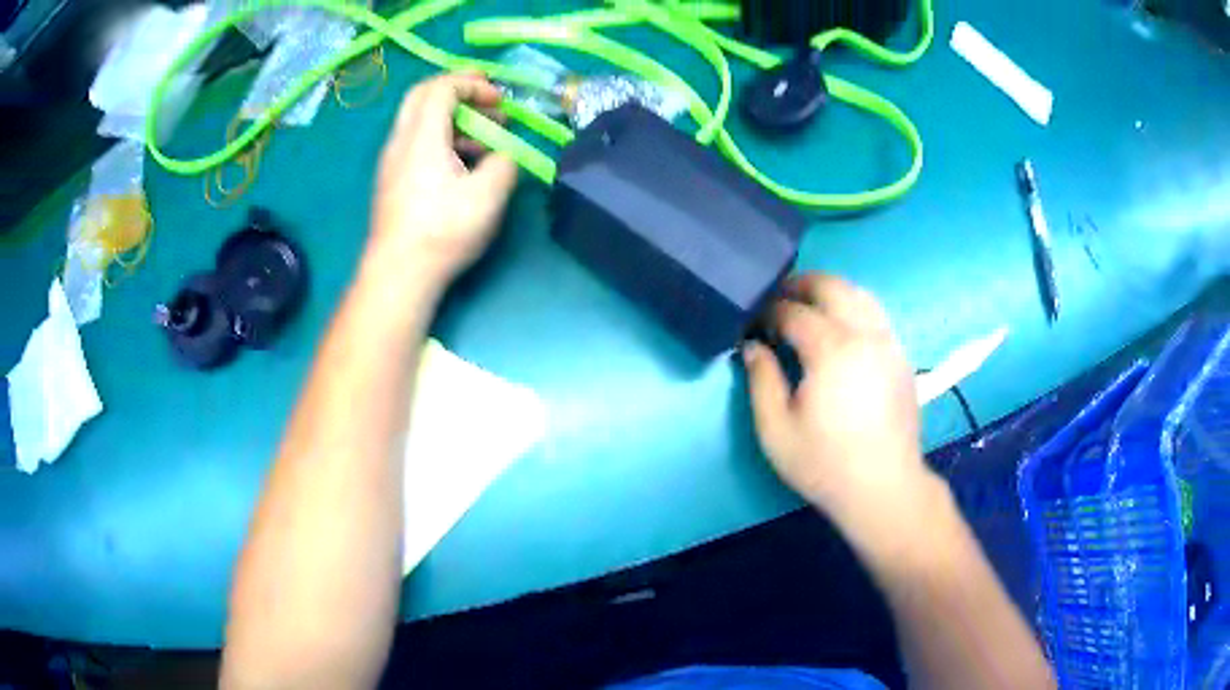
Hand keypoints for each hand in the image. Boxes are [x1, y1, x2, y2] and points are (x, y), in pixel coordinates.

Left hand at [367, 72, 518, 285]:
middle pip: (422, 95)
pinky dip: (442, 138)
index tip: (499, 100)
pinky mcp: (392, 182)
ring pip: (419, 120)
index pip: (442, 88)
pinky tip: (463, 165)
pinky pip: (416, 143)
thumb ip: (504, 164)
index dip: (473, 84)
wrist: (398, 274)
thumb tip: (503, 156)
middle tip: (487, 101)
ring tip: (485, 140)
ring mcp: (392, 162)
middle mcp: (401, 142)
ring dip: (453, 118)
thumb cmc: (442, 231)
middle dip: (458, 90)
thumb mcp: (488, 196)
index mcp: (422, 136)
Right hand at [744, 274, 933, 525]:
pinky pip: (876, 316)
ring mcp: (888, 343)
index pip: (794, 311)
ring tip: (809, 308)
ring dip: (831, 292)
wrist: (884, 488)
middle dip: (801, 284)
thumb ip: (761, 380)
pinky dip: (854, 308)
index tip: (754, 322)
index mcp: (831, 349)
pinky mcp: (901, 357)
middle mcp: (864, 334)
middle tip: (778, 299)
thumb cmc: (825, 464)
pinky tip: (841, 332)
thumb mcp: (776, 430)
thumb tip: (753, 346)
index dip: (769, 311)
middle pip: (833, 286)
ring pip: (860, 294)